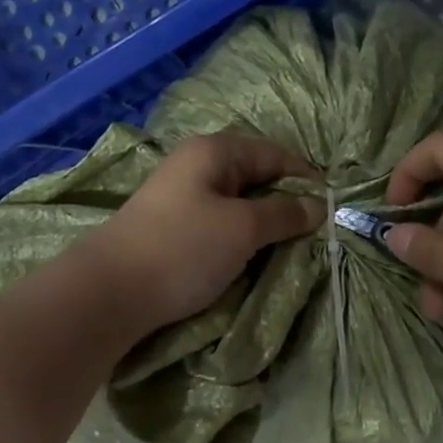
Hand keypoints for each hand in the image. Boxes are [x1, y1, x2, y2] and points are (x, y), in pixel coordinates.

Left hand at [82, 133, 322, 329]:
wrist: (111, 291)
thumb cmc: (183, 248)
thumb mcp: (243, 228)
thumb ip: (284, 213)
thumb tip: (317, 206)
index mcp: (214, 151)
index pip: (274, 153)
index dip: (305, 177)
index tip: (331, 206)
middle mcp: (196, 165)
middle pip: (255, 175)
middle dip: (285, 201)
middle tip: (312, 231)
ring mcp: (181, 196)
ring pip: (237, 202)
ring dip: (263, 222)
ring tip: (287, 246)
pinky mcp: (172, 227)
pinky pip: (219, 222)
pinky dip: (240, 236)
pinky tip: (250, 255)